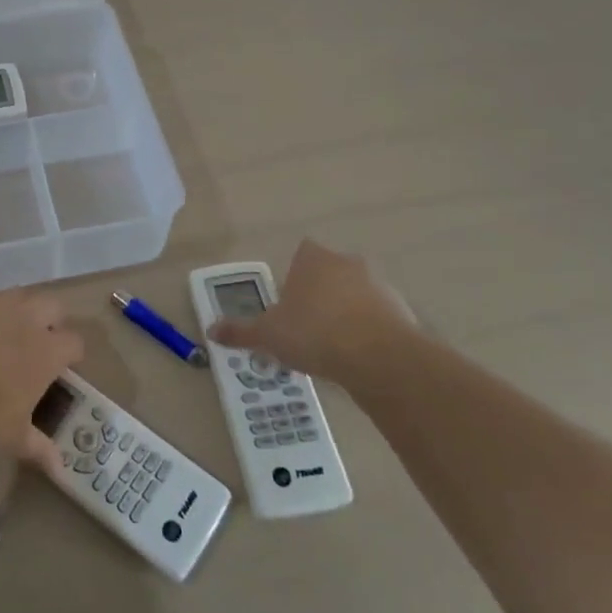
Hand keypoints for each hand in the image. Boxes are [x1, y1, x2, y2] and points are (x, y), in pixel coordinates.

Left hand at [0, 289, 82, 468]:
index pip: (74, 343)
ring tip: (7, 332)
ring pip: (20, 295)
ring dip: (20, 310)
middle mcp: (27, 320)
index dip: (72, 354)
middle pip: (53, 305)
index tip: (64, 368)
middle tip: (39, 344)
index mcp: (47, 352)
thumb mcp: (14, 438)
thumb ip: (40, 448)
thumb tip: (60, 469)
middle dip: (52, 321)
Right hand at [207, 238, 421, 381]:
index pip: (301, 254)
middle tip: (306, 328)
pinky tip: (357, 358)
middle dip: (319, 295)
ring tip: (331, 349)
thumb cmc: (314, 333)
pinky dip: (368, 332)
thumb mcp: (268, 335)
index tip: (287, 304)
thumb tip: (211, 331)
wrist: (378, 357)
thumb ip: (240, 332)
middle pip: (329, 273)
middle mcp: (347, 262)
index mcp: (313, 258)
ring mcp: (378, 285)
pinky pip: (377, 318)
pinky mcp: (401, 310)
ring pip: (355, 295)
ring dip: (345, 313)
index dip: (293, 277)